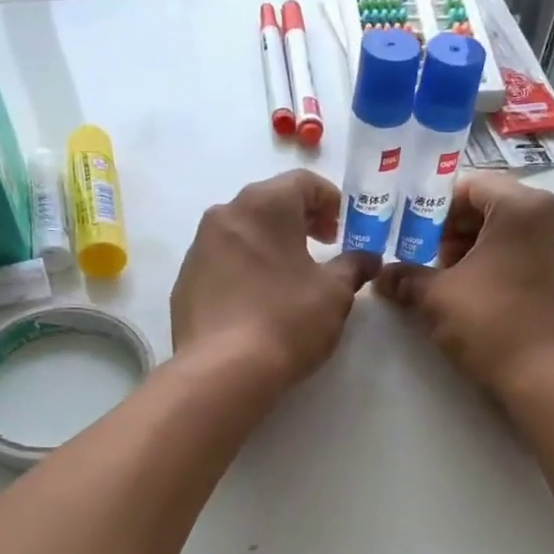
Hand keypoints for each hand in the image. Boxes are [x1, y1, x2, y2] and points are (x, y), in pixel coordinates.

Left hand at [172, 170, 380, 391]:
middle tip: (324, 247)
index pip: (303, 182)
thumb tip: (368, 258)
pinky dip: (245, 268)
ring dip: (270, 244)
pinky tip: (259, 300)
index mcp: (264, 205)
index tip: (345, 229)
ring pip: (243, 232)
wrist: (223, 370)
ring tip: (291, 276)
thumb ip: (354, 266)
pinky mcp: (185, 281)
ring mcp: (199, 247)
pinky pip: (223, 262)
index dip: (331, 201)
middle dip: (301, 221)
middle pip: (270, 203)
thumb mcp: (335, 293)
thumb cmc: (288, 320)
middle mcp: (225, 214)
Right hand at [375, 172, 553, 407]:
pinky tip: (478, 291)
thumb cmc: (493, 326)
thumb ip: (405, 277)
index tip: (409, 233)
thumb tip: (380, 276)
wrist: (551, 381)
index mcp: (524, 206)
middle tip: (424, 258)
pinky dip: (502, 260)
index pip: (469, 186)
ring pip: (512, 229)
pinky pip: (530, 250)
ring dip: (476, 246)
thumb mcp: (437, 298)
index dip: (433, 207)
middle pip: (492, 205)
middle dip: (453, 229)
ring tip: (447, 280)